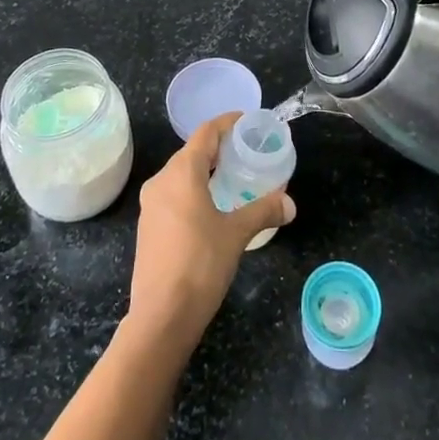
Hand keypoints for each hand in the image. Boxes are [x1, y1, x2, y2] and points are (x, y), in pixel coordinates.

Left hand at [125, 114, 294, 347]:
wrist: (161, 317)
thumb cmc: (200, 264)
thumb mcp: (236, 234)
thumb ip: (263, 212)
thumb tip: (290, 204)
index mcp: (181, 173)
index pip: (205, 133)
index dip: (226, 123)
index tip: (247, 122)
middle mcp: (161, 181)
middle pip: (192, 152)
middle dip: (219, 148)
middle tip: (247, 152)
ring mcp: (151, 206)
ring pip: (181, 175)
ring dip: (206, 172)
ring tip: (234, 178)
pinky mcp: (148, 227)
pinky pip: (174, 195)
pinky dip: (194, 191)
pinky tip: (213, 207)